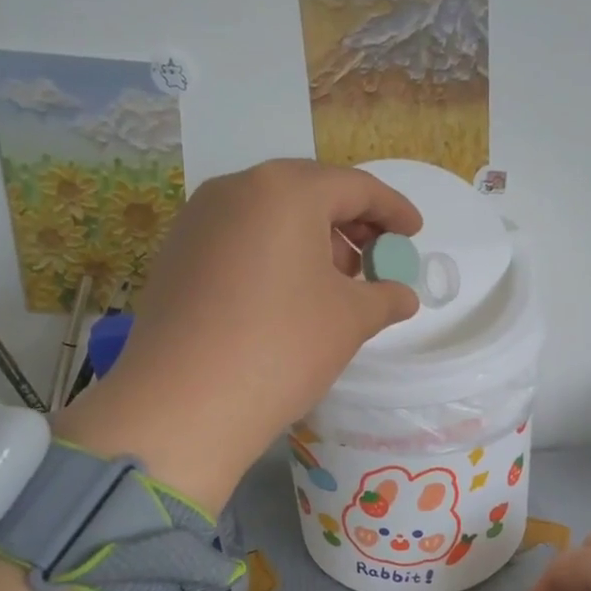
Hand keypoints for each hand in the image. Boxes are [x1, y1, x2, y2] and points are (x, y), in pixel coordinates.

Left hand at [58, 160, 420, 510]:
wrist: (183, 403)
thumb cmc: (282, 346)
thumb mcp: (349, 320)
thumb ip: (384, 296)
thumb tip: (401, 295)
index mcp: (285, 190)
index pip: (354, 187)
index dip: (392, 210)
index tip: (414, 233)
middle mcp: (235, 189)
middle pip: (308, 193)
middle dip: (350, 224)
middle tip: (376, 260)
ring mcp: (198, 220)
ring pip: (270, 215)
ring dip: (311, 240)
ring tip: (335, 283)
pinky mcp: (176, 254)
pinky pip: (239, 239)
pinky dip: (273, 254)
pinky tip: (287, 295)